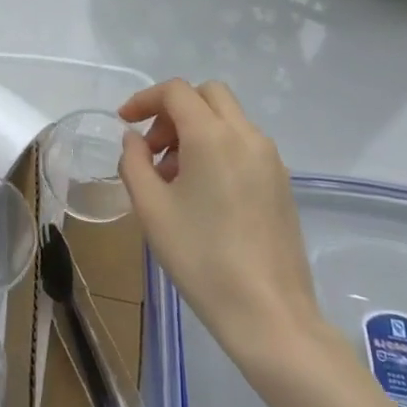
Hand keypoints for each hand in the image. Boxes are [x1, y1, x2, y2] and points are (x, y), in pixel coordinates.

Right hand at [118, 79, 325, 374]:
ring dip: (196, 130)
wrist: (269, 314)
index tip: (124, 122)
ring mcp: (270, 159)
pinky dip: (218, 148)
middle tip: (153, 148)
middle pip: (207, 96)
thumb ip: (134, 162)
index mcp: (212, 136)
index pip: (176, 92)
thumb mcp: (151, 209)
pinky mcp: (282, 183)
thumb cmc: (201, 258)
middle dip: (174, 111)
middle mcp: (246, 136)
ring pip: (228, 119)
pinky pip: (244, 144)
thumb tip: (135, 139)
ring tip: (173, 178)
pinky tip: (202, 193)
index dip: (144, 99)